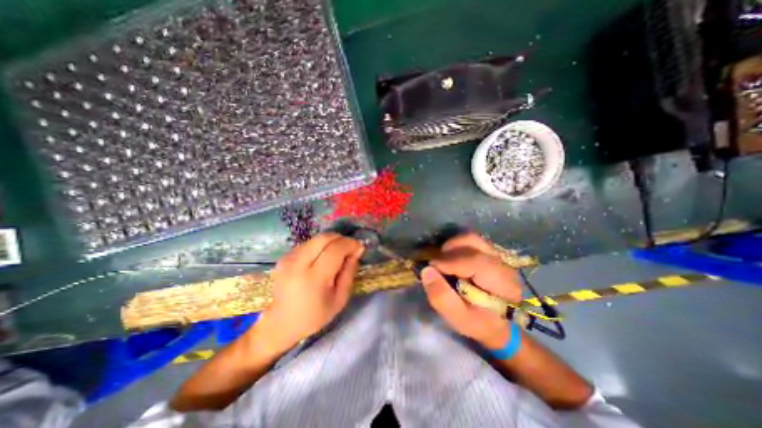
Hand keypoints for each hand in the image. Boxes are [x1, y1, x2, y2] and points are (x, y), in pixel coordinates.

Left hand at [255, 232, 362, 352]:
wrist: (281, 323)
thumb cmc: (315, 315)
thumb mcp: (340, 298)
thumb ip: (350, 271)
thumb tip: (357, 250)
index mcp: (314, 278)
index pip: (335, 249)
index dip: (350, 244)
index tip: (359, 248)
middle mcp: (298, 263)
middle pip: (324, 238)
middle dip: (341, 239)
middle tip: (349, 248)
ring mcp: (289, 258)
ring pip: (317, 238)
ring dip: (331, 242)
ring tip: (337, 254)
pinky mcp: (284, 256)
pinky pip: (309, 243)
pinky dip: (320, 246)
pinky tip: (322, 258)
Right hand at [422, 235, 523, 350]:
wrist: (499, 322)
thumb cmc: (479, 322)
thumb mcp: (459, 318)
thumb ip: (441, 297)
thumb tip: (426, 271)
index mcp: (503, 284)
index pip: (475, 262)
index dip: (449, 262)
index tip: (431, 268)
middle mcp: (503, 263)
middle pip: (473, 243)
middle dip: (449, 252)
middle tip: (436, 265)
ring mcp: (498, 254)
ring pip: (471, 238)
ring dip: (452, 246)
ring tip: (443, 260)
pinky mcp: (491, 251)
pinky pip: (471, 240)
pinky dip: (457, 245)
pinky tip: (451, 258)